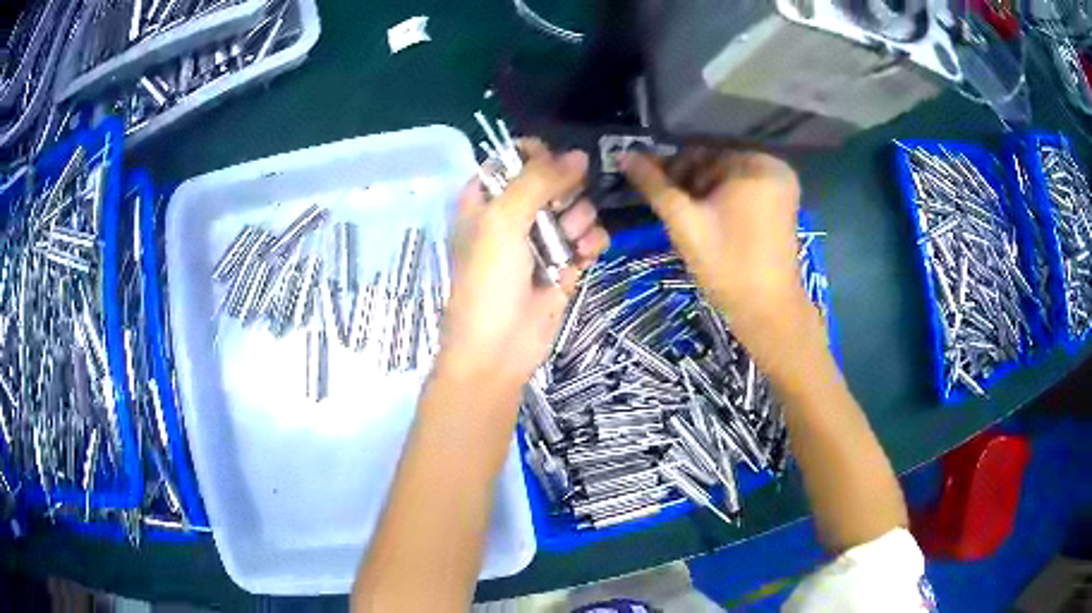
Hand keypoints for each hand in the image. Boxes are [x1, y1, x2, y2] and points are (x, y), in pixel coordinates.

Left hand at [438, 140, 609, 389]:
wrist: (497, 350)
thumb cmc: (488, 280)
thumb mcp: (503, 220)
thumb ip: (538, 180)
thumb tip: (580, 155)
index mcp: (485, 198)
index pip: (515, 158)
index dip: (538, 156)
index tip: (553, 166)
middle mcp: (513, 214)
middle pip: (554, 179)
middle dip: (565, 191)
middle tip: (560, 209)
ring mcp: (541, 240)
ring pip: (577, 207)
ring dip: (579, 220)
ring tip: (569, 242)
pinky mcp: (565, 264)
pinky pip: (590, 238)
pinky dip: (592, 243)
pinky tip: (585, 255)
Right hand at [621, 147, 817, 372]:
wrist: (767, 311)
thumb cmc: (727, 265)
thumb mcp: (685, 222)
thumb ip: (655, 185)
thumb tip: (623, 155)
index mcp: (756, 164)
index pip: (702, 151)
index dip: (673, 167)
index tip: (655, 189)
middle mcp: (774, 166)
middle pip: (717, 162)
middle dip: (689, 181)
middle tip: (670, 207)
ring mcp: (781, 184)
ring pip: (728, 176)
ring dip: (704, 191)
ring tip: (688, 218)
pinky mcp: (781, 202)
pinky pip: (743, 189)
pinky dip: (723, 198)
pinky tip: (708, 219)